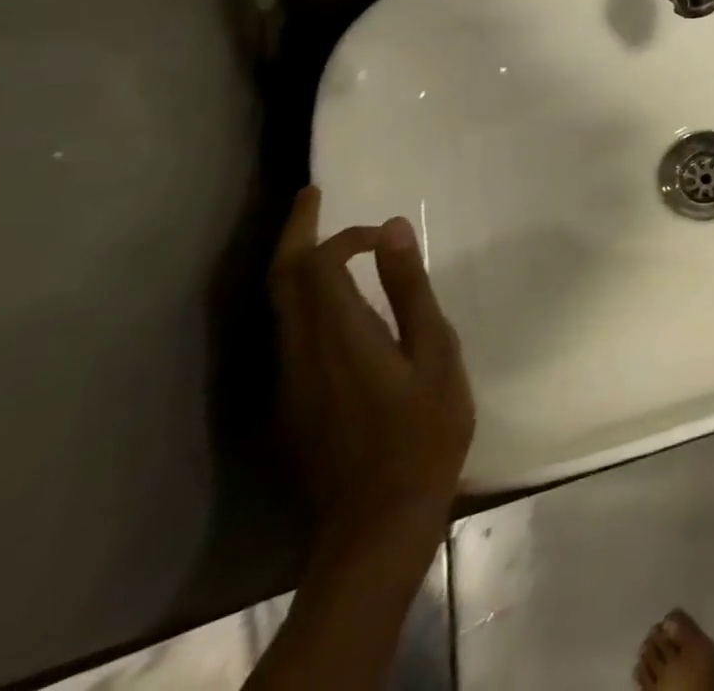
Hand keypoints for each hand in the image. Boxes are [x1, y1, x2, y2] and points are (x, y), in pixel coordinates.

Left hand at [269, 187, 473, 560]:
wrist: (379, 519)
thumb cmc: (423, 428)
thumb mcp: (434, 352)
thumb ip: (410, 289)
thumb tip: (391, 229)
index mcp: (338, 335)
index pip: (318, 266)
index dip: (345, 237)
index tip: (383, 230)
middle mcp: (300, 352)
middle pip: (281, 280)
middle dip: (294, 232)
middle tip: (310, 194)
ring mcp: (290, 380)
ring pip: (278, 306)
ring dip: (295, 263)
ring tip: (322, 235)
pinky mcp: (293, 400)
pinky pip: (289, 331)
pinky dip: (302, 296)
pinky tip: (331, 295)